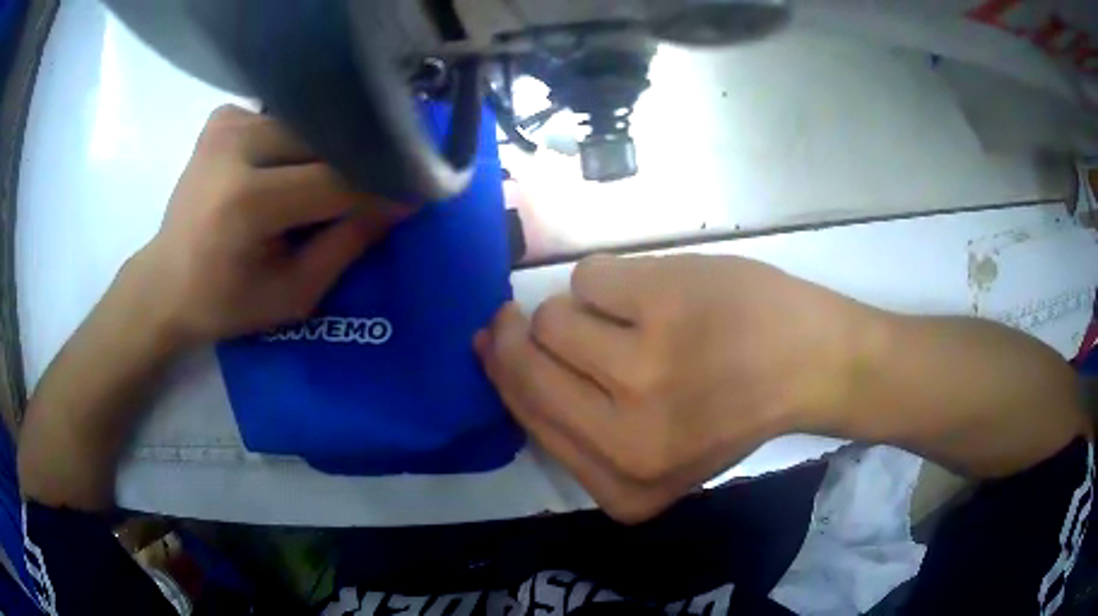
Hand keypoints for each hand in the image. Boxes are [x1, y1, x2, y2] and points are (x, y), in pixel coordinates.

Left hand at [131, 105, 403, 345]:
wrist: (165, 282)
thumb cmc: (225, 303)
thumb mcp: (293, 293)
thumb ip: (348, 244)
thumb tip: (402, 203)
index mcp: (247, 202)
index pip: (336, 181)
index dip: (380, 189)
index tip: (416, 195)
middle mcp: (236, 145)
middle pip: (324, 141)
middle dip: (356, 166)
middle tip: (376, 189)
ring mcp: (227, 123)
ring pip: (308, 125)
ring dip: (326, 153)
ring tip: (329, 183)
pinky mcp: (223, 116)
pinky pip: (282, 118)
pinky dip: (297, 141)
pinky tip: (287, 167)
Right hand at [476, 254, 878, 522]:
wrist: (814, 362)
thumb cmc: (734, 406)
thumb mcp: (652, 450)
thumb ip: (576, 420)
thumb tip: (495, 351)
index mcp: (622, 487)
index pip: (527, 417)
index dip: (509, 374)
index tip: (508, 346)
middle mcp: (625, 440)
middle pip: (524, 365)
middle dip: (516, 334)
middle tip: (540, 313)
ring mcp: (645, 369)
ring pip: (551, 317)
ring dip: (583, 310)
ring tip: (636, 317)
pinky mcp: (663, 303)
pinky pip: (589, 275)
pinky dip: (615, 278)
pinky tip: (660, 293)